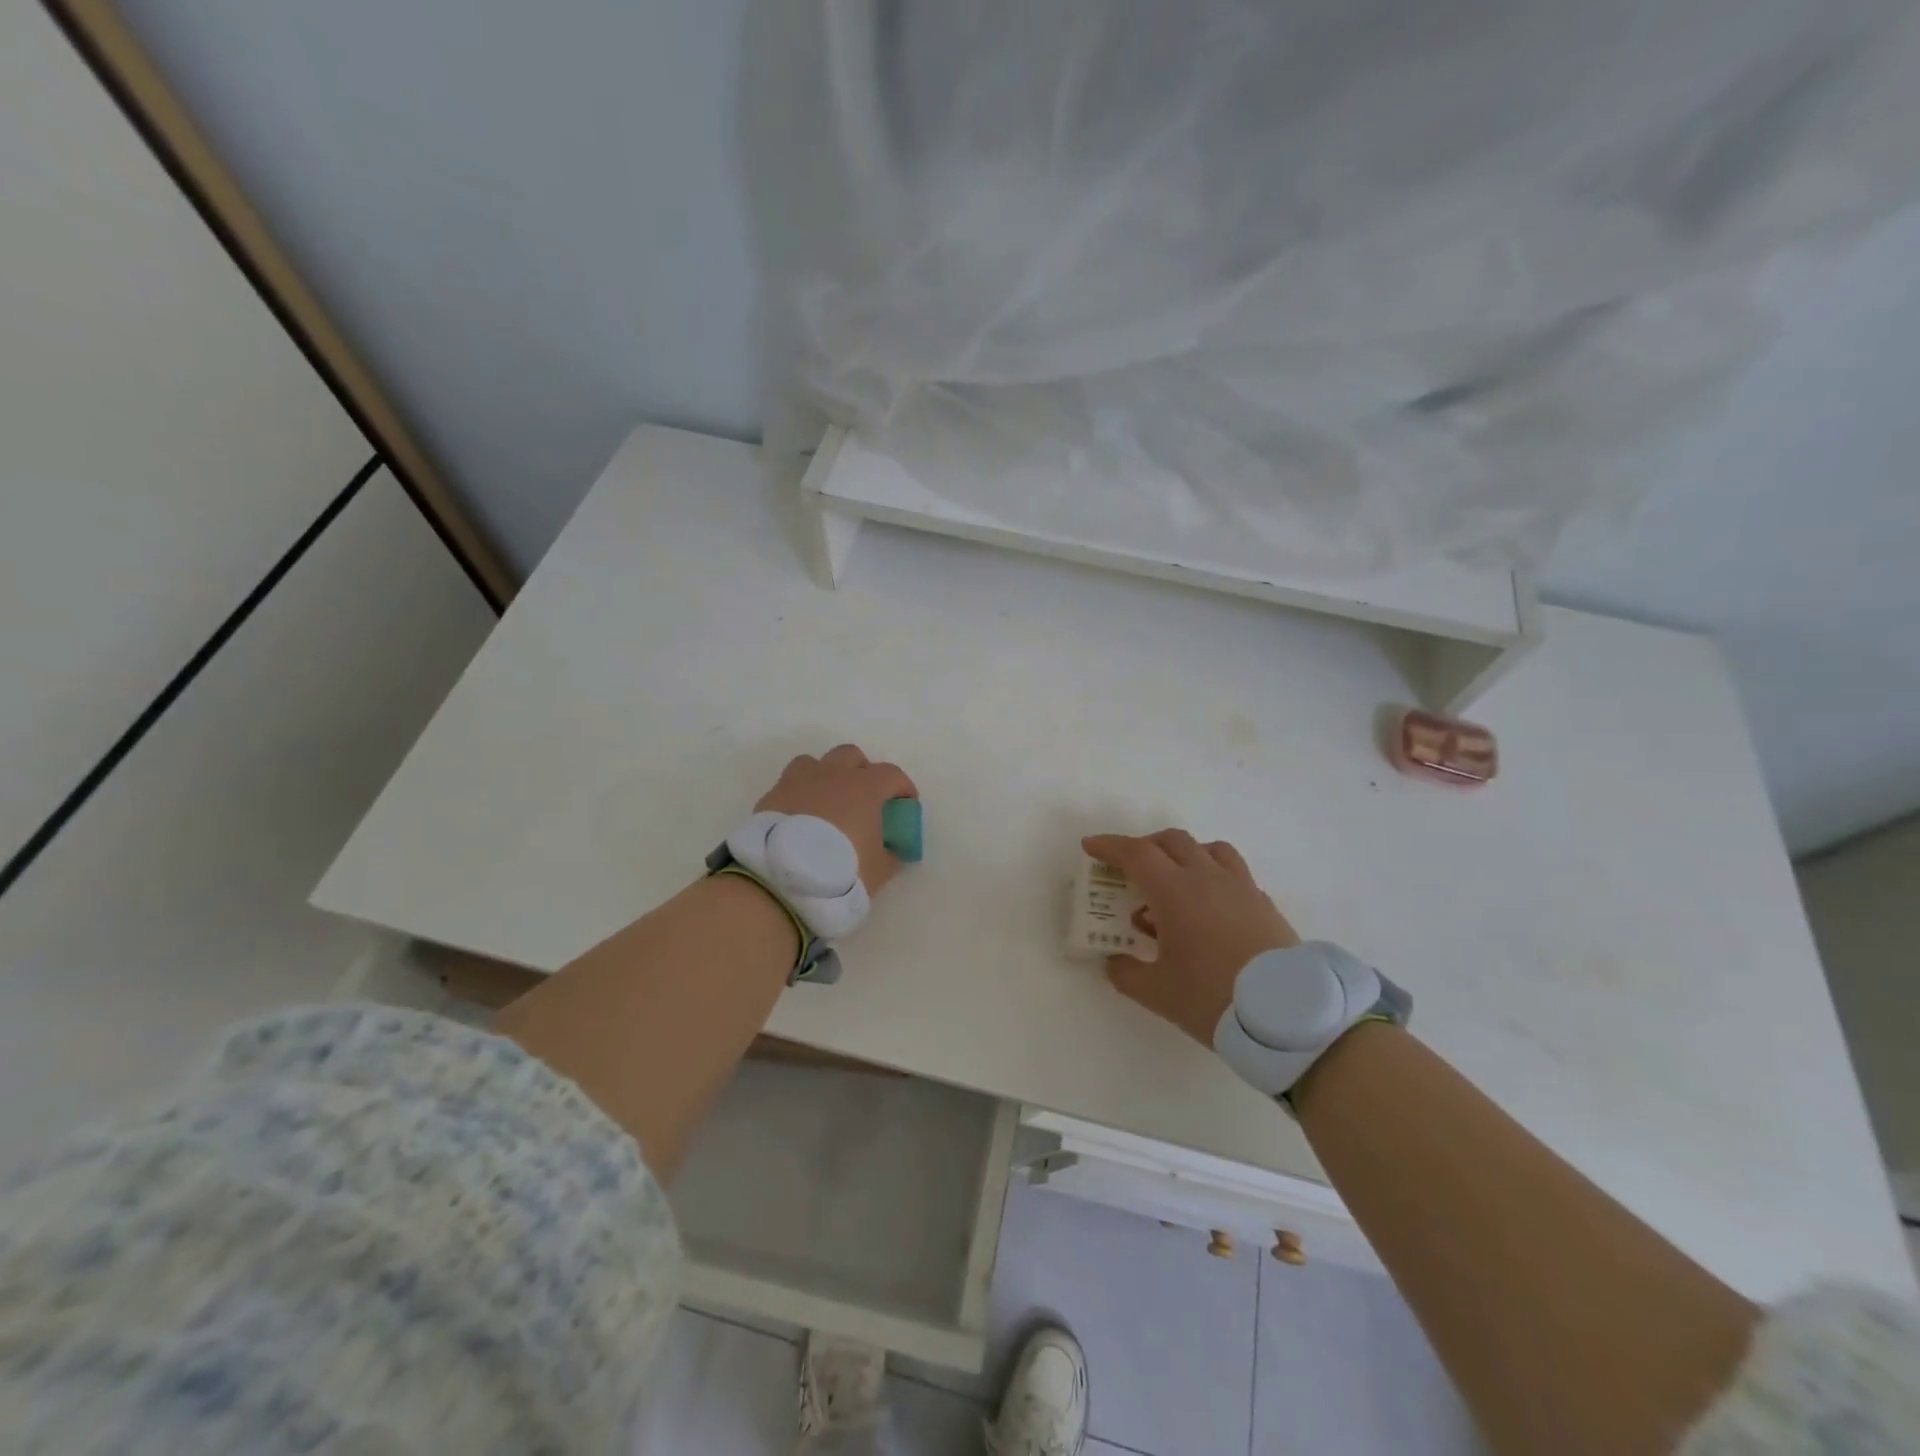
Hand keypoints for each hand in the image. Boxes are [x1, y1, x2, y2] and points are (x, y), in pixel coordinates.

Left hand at [757, 745, 917, 894]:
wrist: (784, 878)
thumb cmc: (842, 870)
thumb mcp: (879, 870)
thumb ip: (889, 854)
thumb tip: (891, 850)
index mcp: (865, 787)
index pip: (892, 774)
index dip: (902, 787)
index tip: (906, 804)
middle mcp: (833, 775)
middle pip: (851, 755)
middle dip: (861, 771)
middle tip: (864, 797)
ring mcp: (799, 781)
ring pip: (815, 763)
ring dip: (826, 776)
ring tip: (827, 802)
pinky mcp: (772, 796)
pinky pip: (789, 785)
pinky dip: (799, 795)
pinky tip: (800, 818)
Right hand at [1081, 830, 1299, 1045]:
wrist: (1289, 1017)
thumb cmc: (1213, 999)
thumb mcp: (1157, 993)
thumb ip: (1126, 973)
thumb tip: (1114, 961)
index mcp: (1175, 892)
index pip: (1136, 853)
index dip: (1110, 846)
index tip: (1090, 846)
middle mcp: (1208, 878)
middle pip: (1172, 841)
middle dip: (1144, 846)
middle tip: (1129, 869)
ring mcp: (1241, 887)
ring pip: (1209, 849)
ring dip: (1184, 855)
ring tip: (1173, 882)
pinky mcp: (1264, 904)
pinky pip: (1234, 873)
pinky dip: (1213, 877)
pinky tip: (1210, 908)